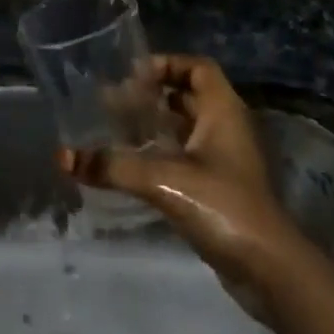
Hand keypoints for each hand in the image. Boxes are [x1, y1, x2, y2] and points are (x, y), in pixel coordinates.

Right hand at [60, 56, 299, 293]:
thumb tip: (63, 156)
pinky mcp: (222, 189)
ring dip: (157, 126)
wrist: (270, 269)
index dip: (167, 64)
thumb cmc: (223, 206)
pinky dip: (163, 154)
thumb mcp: (164, 179)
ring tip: (118, 130)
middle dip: (153, 96)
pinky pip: (189, 157)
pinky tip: (135, 166)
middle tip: (115, 102)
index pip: (198, 67)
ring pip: (188, 128)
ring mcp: (227, 160)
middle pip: (189, 96)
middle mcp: (228, 128)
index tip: (132, 76)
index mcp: (223, 110)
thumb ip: (113, 166)